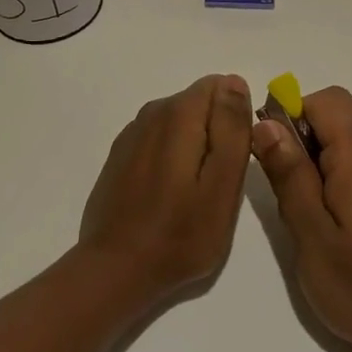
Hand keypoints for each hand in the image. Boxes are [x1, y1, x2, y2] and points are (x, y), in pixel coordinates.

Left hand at [79, 75, 254, 305]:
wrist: (116, 270)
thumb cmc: (180, 234)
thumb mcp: (222, 184)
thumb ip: (232, 128)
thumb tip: (235, 82)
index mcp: (179, 113)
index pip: (222, 86)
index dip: (235, 119)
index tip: (234, 159)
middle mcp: (153, 111)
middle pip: (200, 103)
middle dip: (216, 133)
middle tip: (217, 184)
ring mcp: (132, 133)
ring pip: (180, 122)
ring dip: (194, 147)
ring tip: (194, 194)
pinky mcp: (121, 155)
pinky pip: (160, 140)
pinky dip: (171, 158)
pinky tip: (168, 195)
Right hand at [251, 86, 351, 351]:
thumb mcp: (312, 235)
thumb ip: (289, 175)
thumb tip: (266, 124)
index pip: (327, 100)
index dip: (294, 113)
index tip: (274, 156)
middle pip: (333, 121)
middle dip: (300, 147)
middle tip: (290, 202)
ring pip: (343, 147)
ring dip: (315, 170)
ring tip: (310, 226)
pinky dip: (335, 186)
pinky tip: (334, 234)